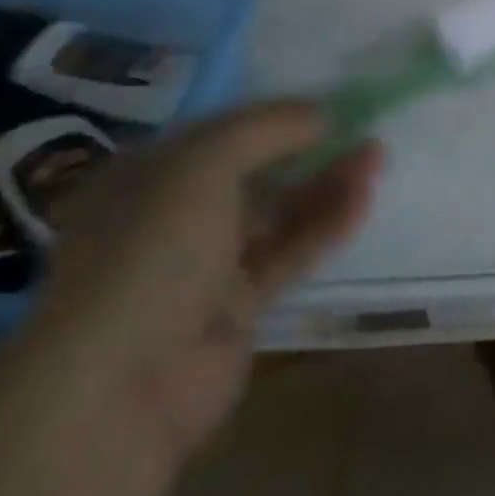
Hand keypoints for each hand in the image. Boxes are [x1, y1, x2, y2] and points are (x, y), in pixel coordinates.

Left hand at [15, 103, 381, 461]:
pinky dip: (325, 226)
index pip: (219, 133)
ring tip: (376, 158)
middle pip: (255, 171)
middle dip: (309, 148)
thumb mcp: (203, 165)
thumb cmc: (150, 253)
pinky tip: (362, 201)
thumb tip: (320, 112)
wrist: (118, 392)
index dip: (272, 116)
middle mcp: (171, 217)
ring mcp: (203, 266)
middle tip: (362, 129)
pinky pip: (289, 254)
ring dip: (326, 184)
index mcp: (145, 178)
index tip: (324, 103)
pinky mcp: (236, 307)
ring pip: (277, 212)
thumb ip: (267, 128)